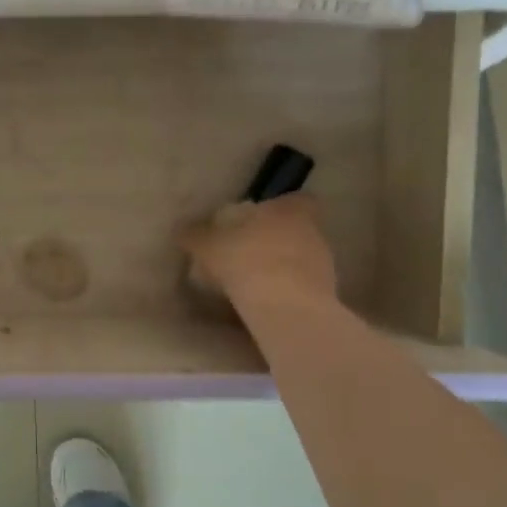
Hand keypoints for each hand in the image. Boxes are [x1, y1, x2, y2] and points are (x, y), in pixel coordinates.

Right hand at [182, 193, 339, 308]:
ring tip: (253, 280)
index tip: (258, 218)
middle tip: (247, 250)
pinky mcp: (325, 295)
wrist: (283, 307)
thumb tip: (182, 231)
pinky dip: (286, 290)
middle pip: (297, 229)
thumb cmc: (246, 260)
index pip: (295, 200)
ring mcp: (324, 264)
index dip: (278, 207)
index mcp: (290, 210)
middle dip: (275, 239)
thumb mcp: (208, 246)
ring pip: (301, 258)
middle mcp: (313, 232)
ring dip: (282, 266)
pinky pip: (302, 286)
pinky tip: (263, 301)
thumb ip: (196, 236)